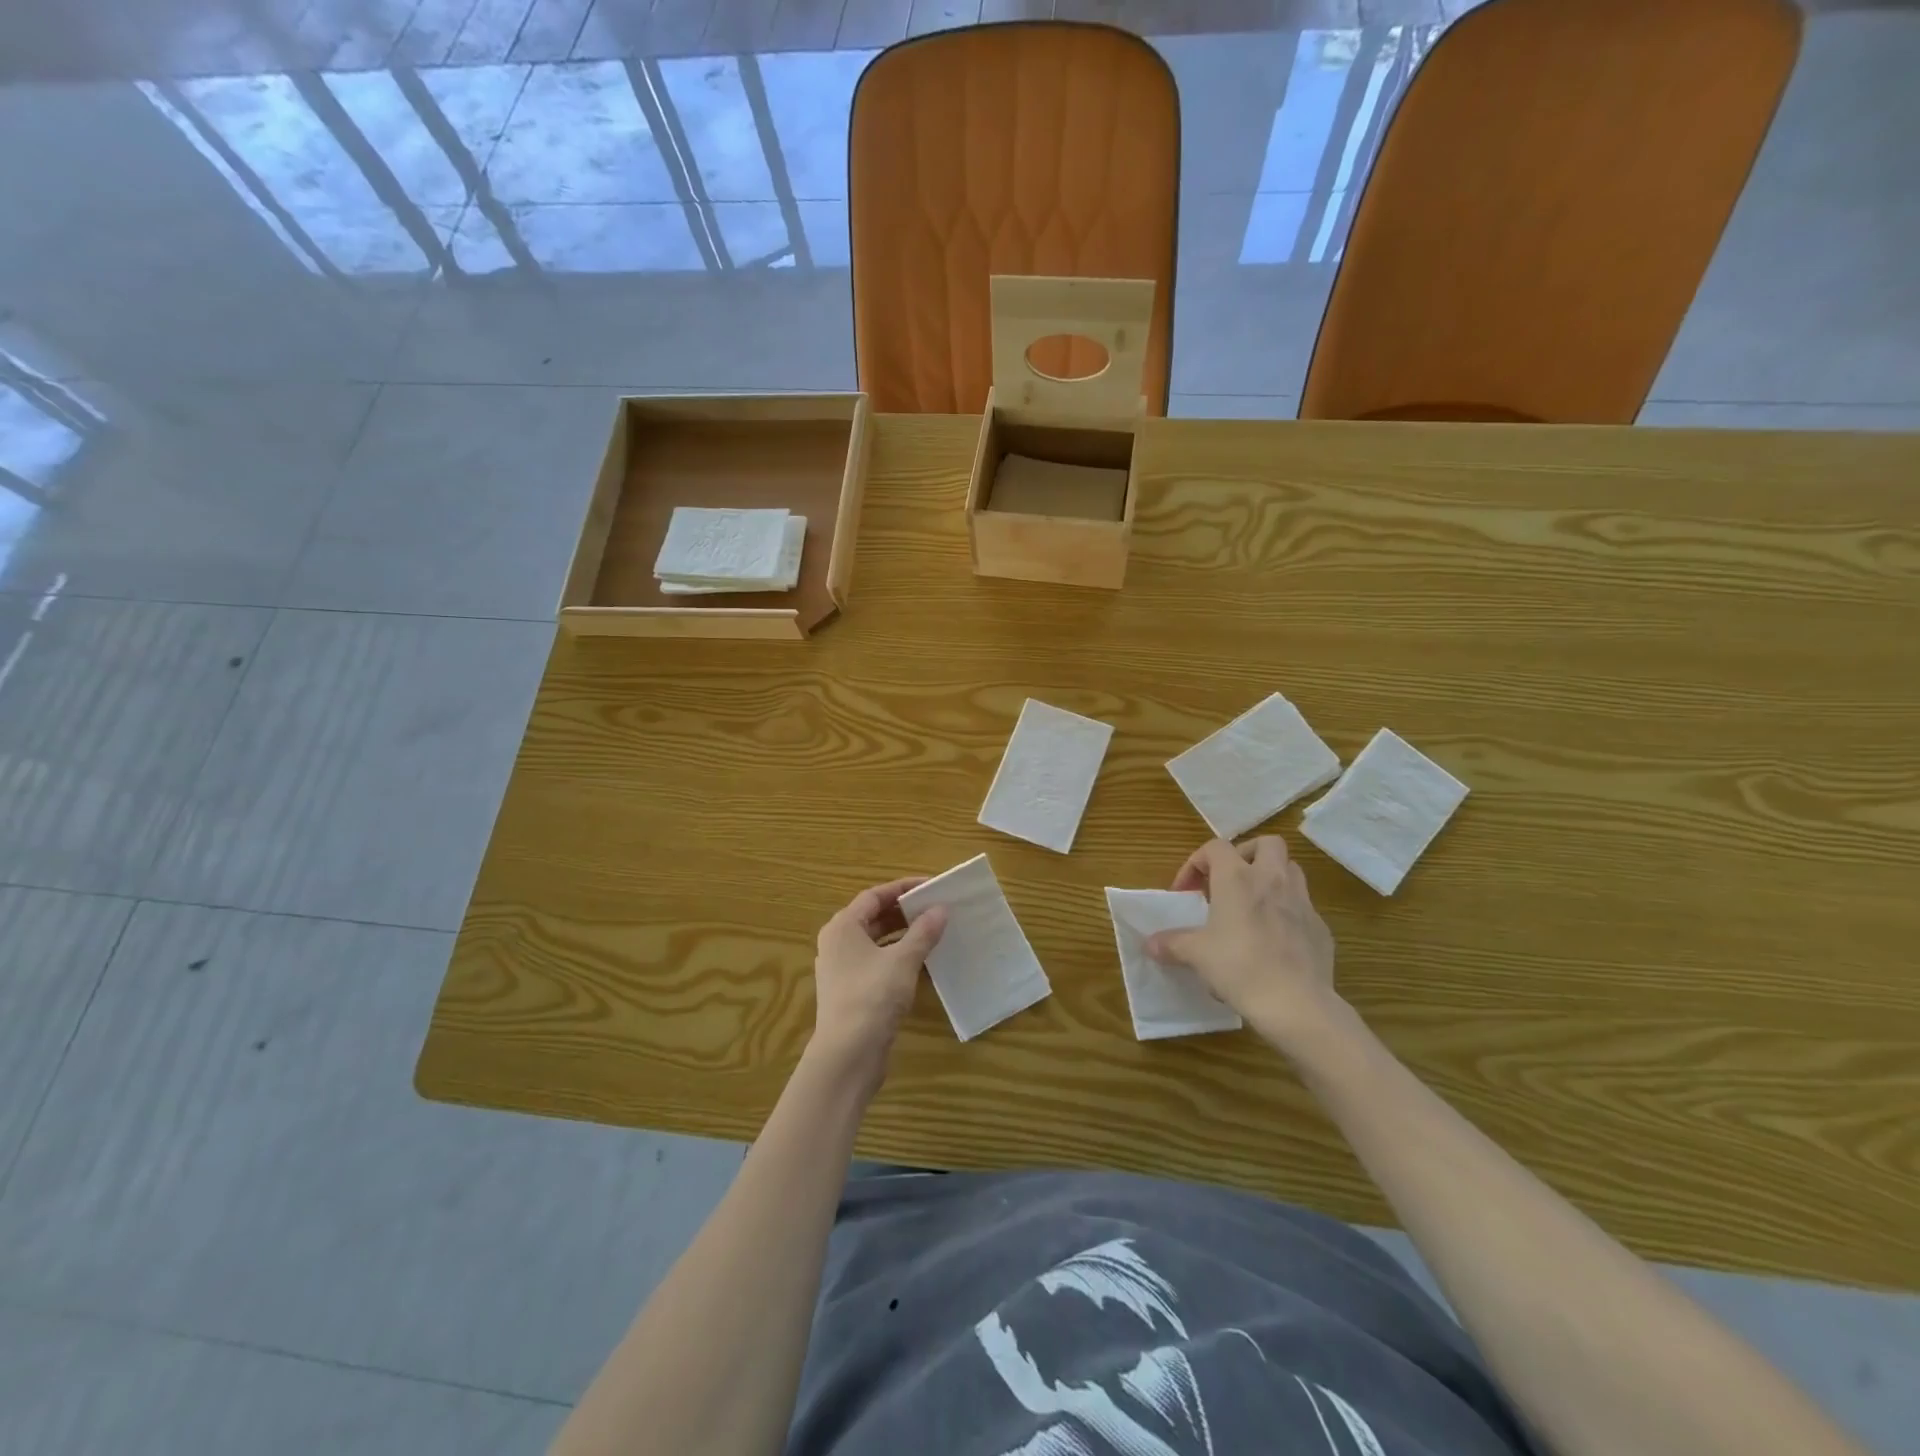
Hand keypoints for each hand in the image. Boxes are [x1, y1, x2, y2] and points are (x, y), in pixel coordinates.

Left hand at [808, 879, 946, 1087]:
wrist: (847, 1055)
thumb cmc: (872, 997)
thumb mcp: (903, 960)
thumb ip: (923, 932)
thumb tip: (941, 909)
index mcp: (843, 927)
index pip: (874, 895)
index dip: (902, 888)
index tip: (931, 886)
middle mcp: (837, 943)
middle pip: (873, 917)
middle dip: (904, 911)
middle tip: (935, 907)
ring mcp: (842, 969)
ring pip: (876, 941)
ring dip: (903, 934)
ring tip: (933, 931)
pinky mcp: (851, 991)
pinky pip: (876, 962)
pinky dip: (897, 956)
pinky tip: (921, 962)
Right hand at [1147, 837, 1343, 1053]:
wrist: (1296, 1004)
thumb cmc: (1239, 967)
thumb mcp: (1196, 955)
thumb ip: (1172, 944)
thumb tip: (1150, 945)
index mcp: (1238, 878)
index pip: (1215, 847)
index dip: (1196, 863)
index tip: (1186, 892)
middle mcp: (1272, 879)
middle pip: (1266, 844)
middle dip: (1246, 855)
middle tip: (1229, 882)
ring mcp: (1302, 902)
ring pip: (1291, 871)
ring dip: (1271, 878)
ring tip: (1253, 905)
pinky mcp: (1320, 928)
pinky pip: (1303, 908)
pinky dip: (1287, 913)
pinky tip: (1274, 940)